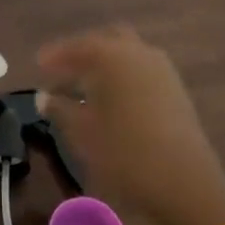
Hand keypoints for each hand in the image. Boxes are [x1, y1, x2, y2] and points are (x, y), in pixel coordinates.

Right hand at [39, 26, 224, 224]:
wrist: (185, 183)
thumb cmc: (126, 154)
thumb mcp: (83, 133)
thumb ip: (60, 109)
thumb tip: (44, 97)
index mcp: (113, 56)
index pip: (78, 46)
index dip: (56, 54)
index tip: (38, 63)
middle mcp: (139, 53)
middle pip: (106, 40)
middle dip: (84, 52)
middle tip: (64, 70)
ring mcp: (162, 69)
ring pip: (127, 53)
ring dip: (106, 63)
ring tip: (86, 86)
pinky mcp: (176, 89)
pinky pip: (142, 69)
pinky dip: (123, 75)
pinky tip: (113, 99)